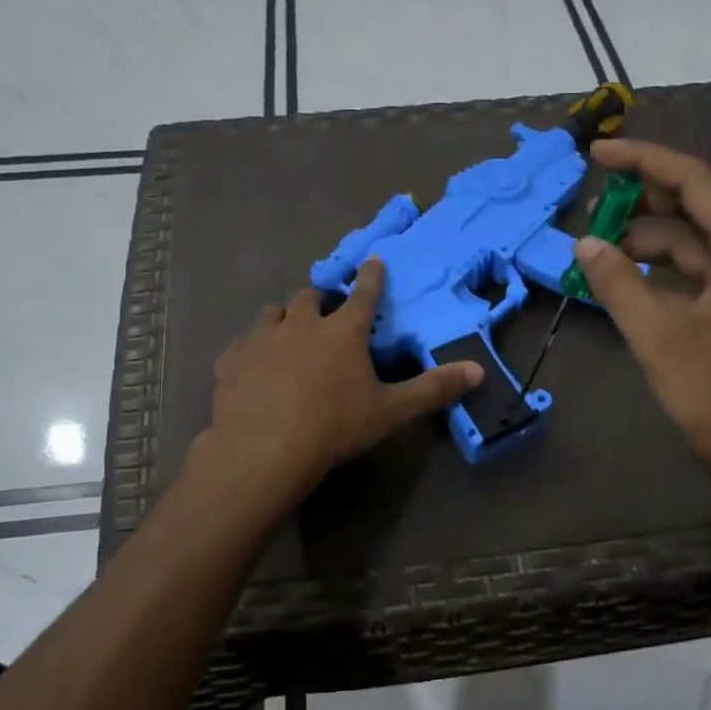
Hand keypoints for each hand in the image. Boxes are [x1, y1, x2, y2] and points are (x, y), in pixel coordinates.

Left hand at [198, 260, 482, 503]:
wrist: (264, 449)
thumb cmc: (334, 427)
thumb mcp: (390, 411)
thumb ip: (433, 389)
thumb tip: (479, 371)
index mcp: (342, 332)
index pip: (363, 295)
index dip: (371, 277)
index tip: (372, 260)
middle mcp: (301, 324)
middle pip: (310, 297)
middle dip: (319, 299)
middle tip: (323, 312)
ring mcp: (262, 338)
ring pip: (272, 313)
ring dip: (283, 318)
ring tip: (287, 333)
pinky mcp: (231, 359)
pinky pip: (241, 344)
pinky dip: (251, 349)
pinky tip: (252, 367)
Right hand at [575, 139, 710, 497]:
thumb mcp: (658, 336)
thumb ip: (618, 283)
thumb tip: (584, 245)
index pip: (694, 181)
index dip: (643, 161)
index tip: (597, 153)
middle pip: (696, 207)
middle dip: (642, 202)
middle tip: (592, 206)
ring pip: (693, 243)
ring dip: (646, 242)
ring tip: (598, 253)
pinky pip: (696, 275)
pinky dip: (660, 272)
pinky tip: (626, 282)